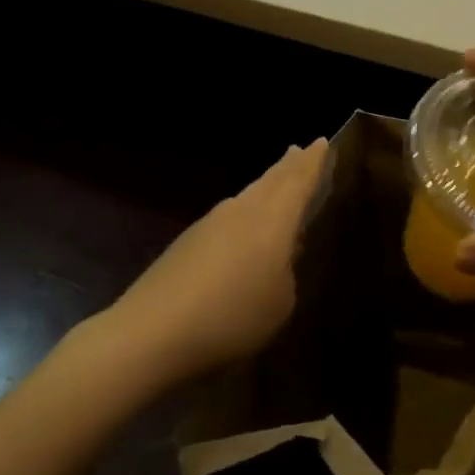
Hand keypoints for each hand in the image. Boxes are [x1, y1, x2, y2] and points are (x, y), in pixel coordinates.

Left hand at [101, 140, 327, 381]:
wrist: (151, 333)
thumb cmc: (231, 316)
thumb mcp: (280, 304)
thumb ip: (286, 274)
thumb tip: (279, 258)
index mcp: (273, 219)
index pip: (299, 180)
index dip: (313, 162)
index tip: (322, 142)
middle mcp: (242, 210)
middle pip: (271, 180)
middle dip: (288, 165)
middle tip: (299, 150)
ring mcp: (211, 223)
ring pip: (248, 195)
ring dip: (266, 186)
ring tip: (277, 180)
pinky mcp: (188, 241)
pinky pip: (228, 217)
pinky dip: (245, 213)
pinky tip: (244, 230)